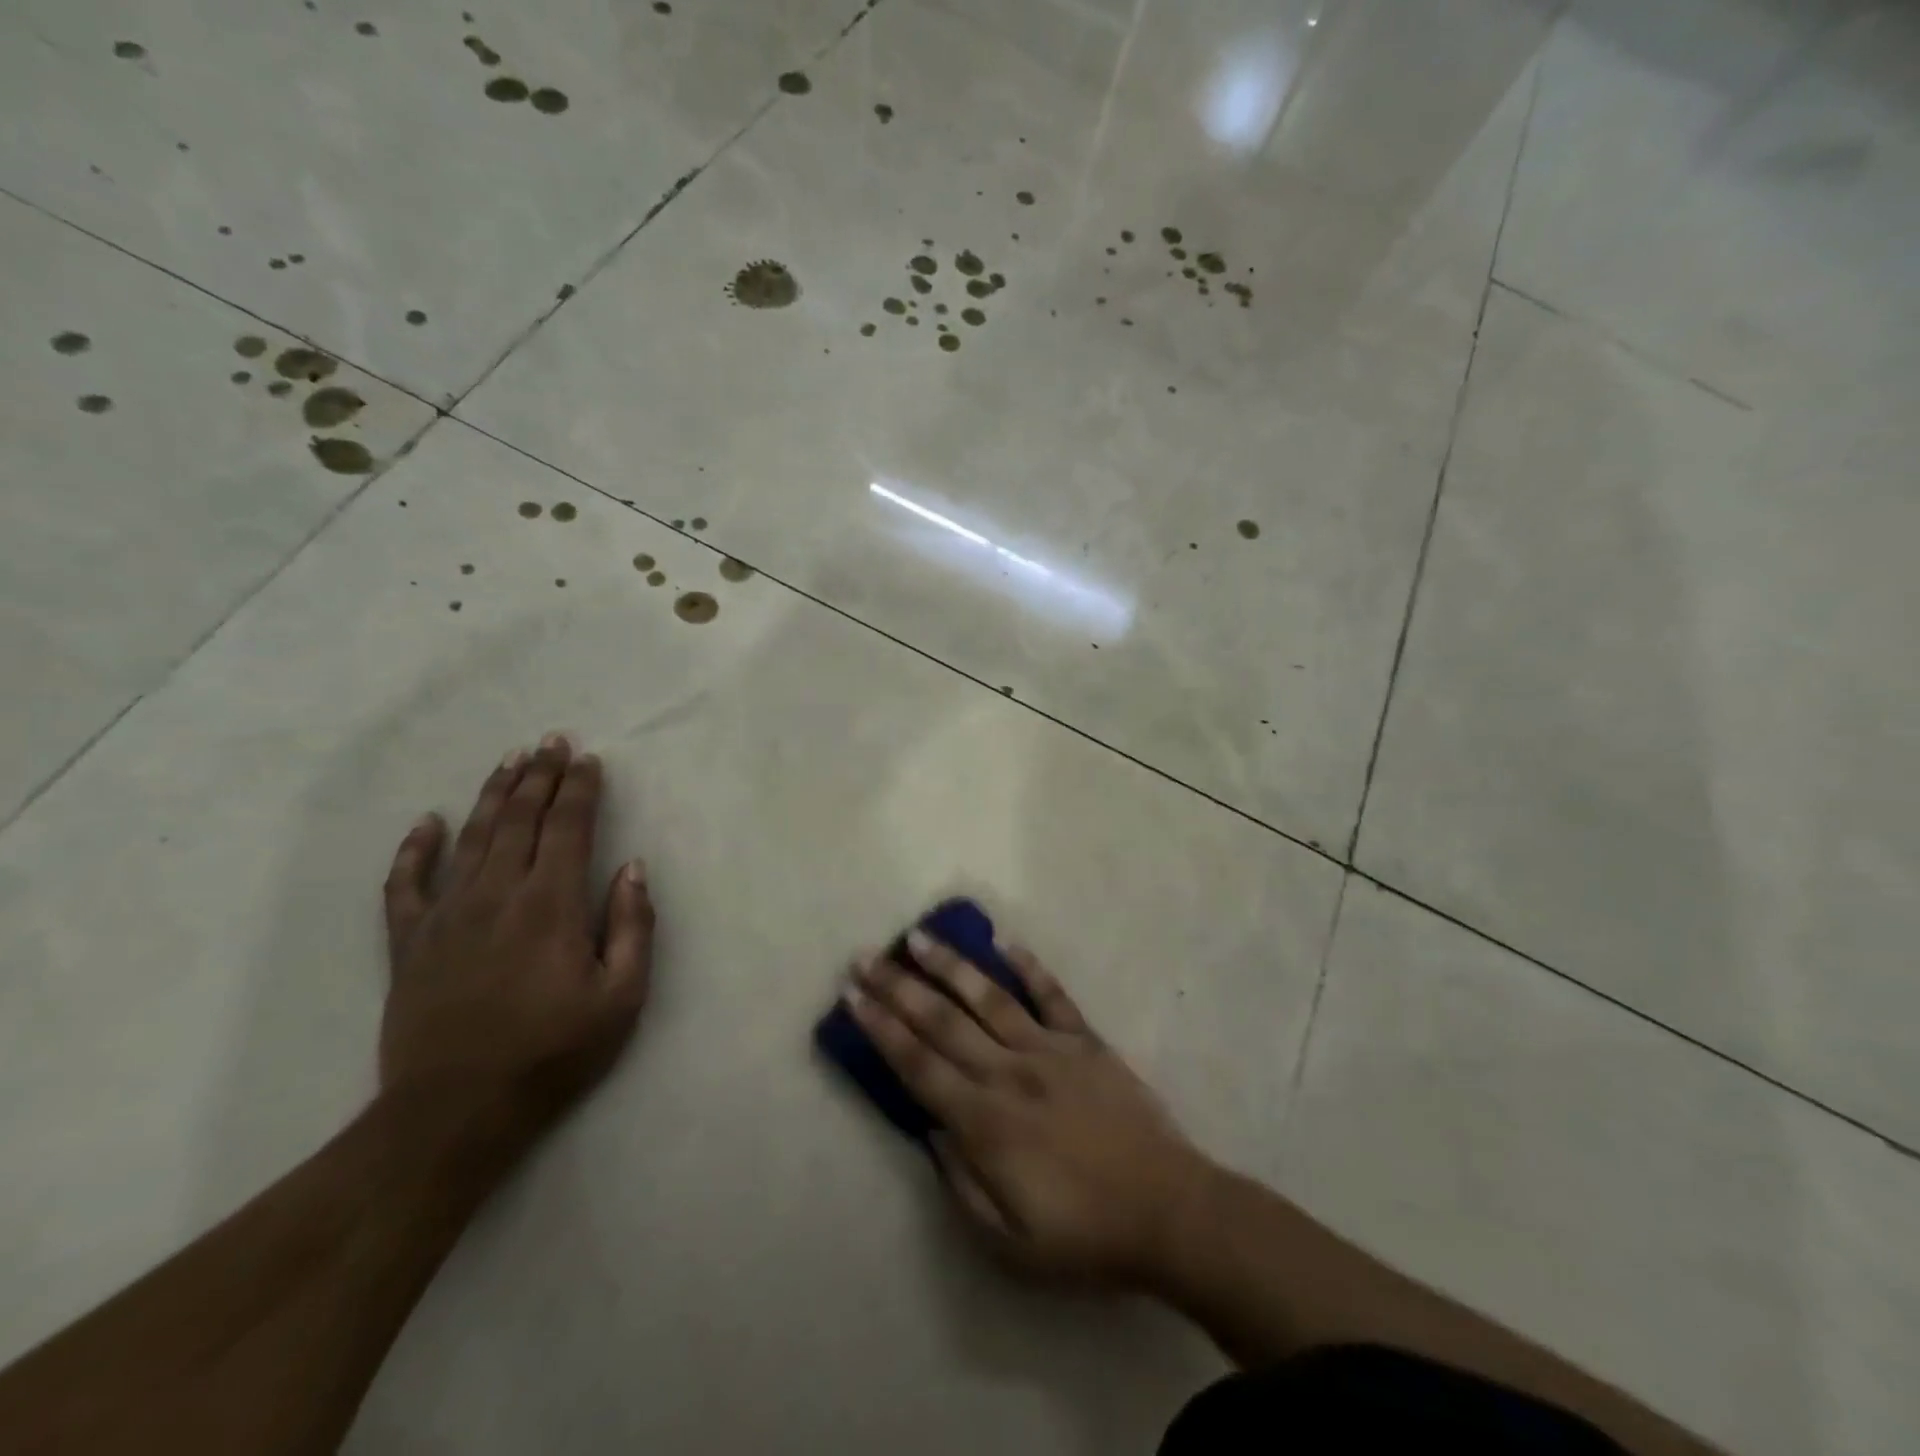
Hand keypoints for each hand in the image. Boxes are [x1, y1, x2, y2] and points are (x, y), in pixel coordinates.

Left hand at [380, 734, 653, 1145]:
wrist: (455, 1112)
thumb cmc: (552, 1053)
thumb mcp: (621, 997)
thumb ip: (632, 926)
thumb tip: (632, 868)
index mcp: (551, 905)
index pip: (569, 828)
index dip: (580, 789)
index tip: (589, 760)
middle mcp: (498, 894)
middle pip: (520, 820)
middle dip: (540, 777)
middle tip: (551, 742)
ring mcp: (447, 915)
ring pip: (471, 838)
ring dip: (492, 795)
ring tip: (509, 762)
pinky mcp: (409, 943)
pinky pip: (405, 884)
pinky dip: (414, 849)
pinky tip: (425, 822)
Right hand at [846, 931, 1213, 1287]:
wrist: (1169, 1211)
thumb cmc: (1084, 1235)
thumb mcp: (1008, 1241)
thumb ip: (962, 1181)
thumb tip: (931, 1128)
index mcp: (985, 1121)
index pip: (918, 1064)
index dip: (882, 1029)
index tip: (854, 996)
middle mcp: (1009, 1072)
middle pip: (942, 1022)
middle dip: (899, 987)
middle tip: (866, 957)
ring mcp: (1050, 1049)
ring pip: (989, 997)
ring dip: (951, 965)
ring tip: (920, 937)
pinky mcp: (1086, 1041)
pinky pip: (1053, 995)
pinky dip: (1029, 967)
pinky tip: (1005, 943)